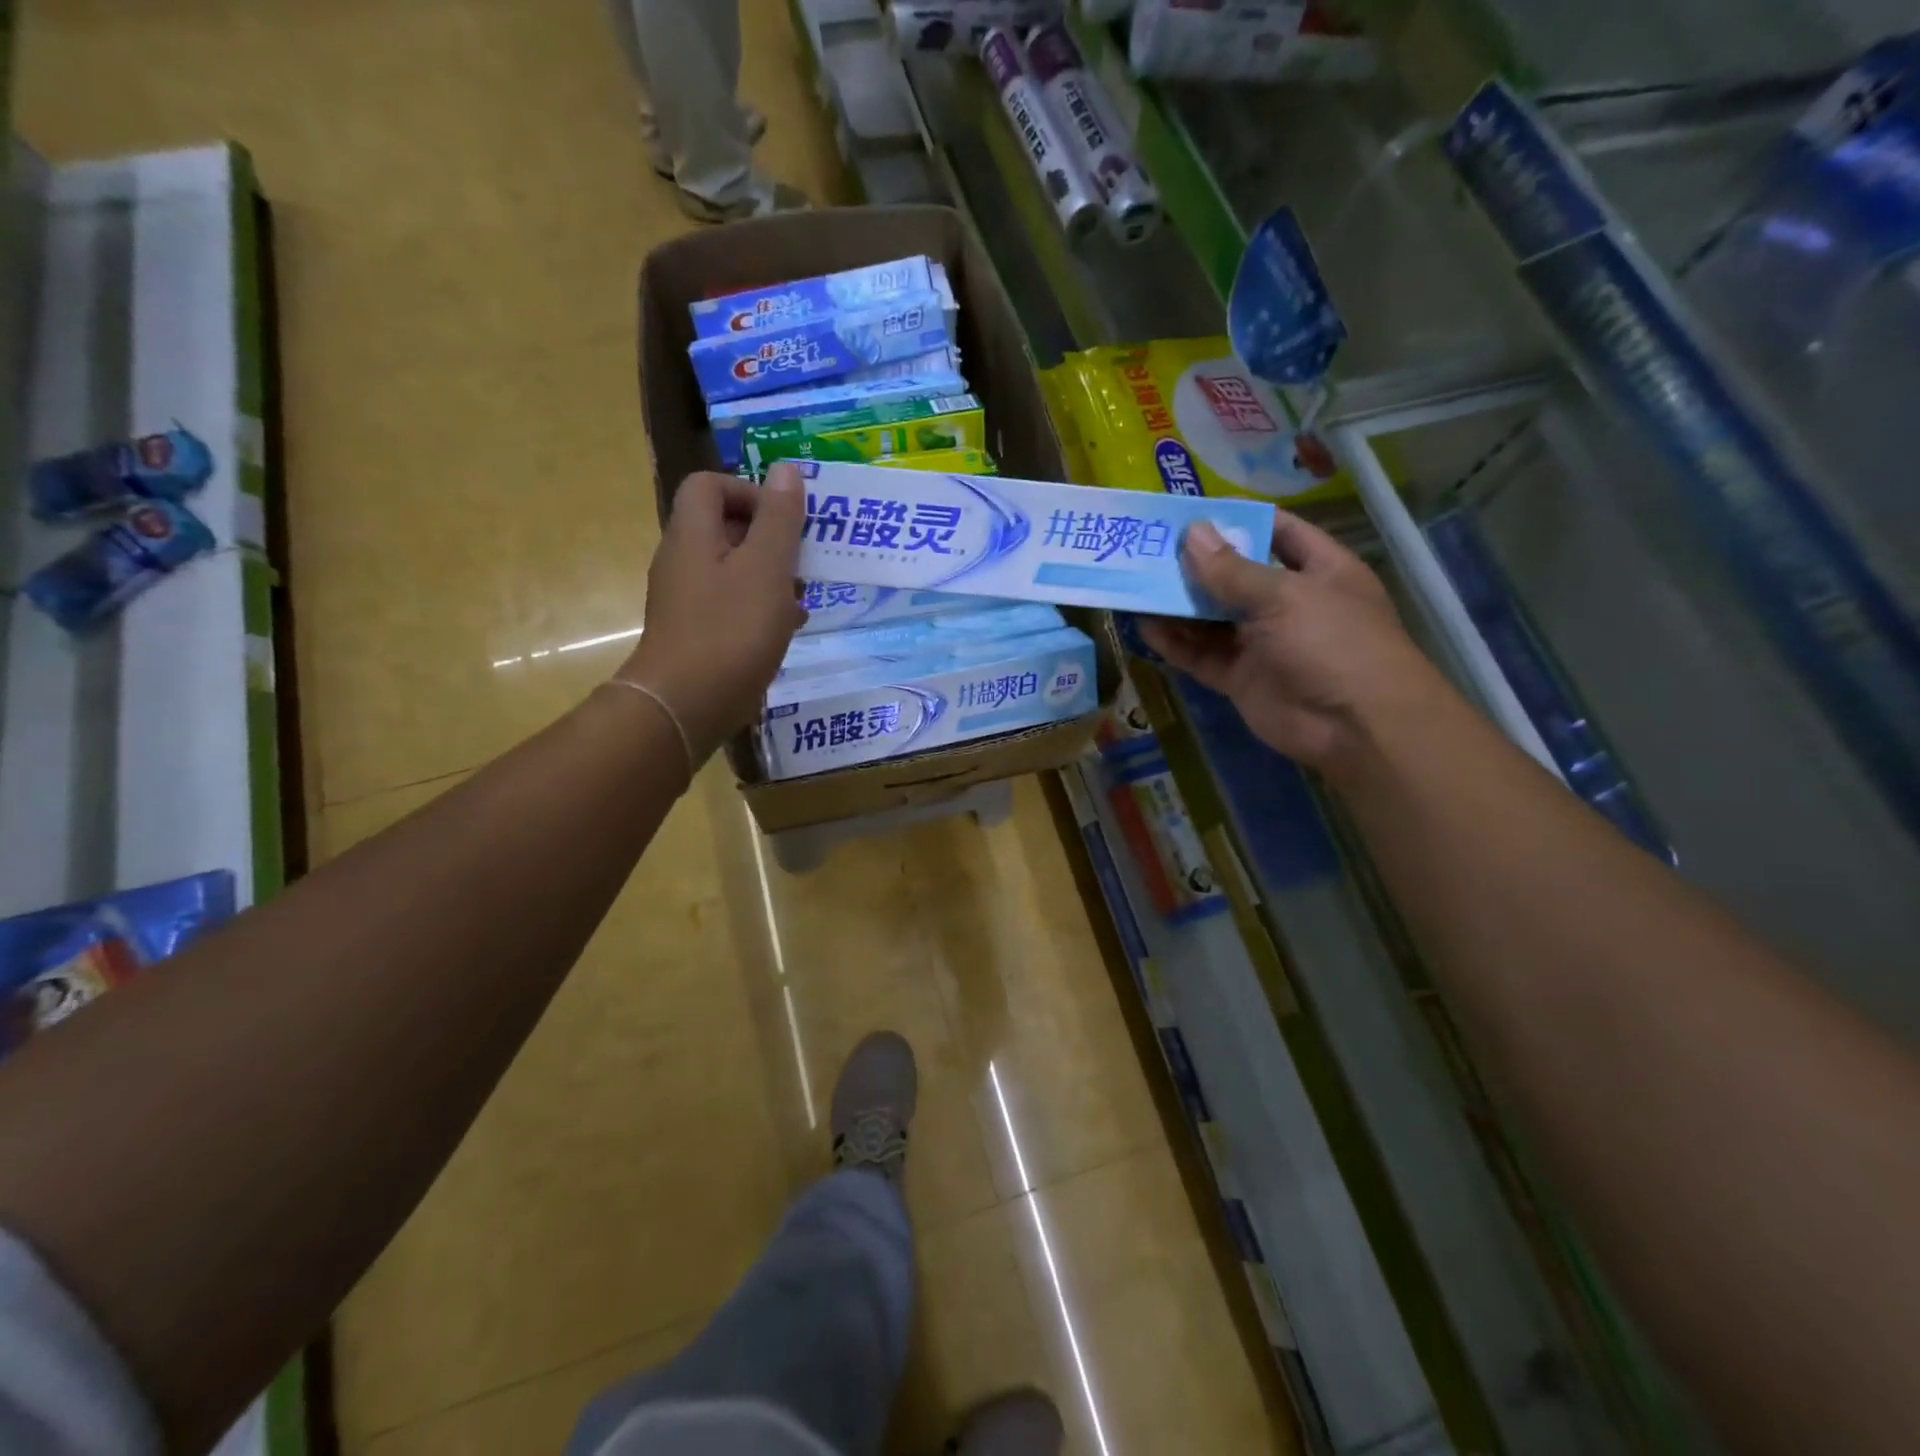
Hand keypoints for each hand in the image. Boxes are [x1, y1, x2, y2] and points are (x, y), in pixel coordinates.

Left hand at [616, 462, 807, 762]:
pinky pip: (731, 606)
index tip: (785, 520)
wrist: (687, 704)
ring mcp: (687, 601)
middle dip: (769, 538)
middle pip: (724, 528)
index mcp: (693, 535)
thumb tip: (786, 469)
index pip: (709, 485)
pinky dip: (760, 608)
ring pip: (732, 570)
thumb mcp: (767, 568)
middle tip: (803, 560)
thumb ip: (779, 518)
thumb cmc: (731, 629)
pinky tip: (787, 628)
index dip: (749, 491)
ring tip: (802, 597)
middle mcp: (683, 561)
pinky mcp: (696, 634)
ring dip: (770, 576)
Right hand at [1139, 512, 1442, 772]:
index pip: (1278, 531)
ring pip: (1213, 618)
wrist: (1355, 727)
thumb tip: (1192, 534)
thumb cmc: (1333, 643)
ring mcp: (1263, 643)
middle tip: (1150, 547)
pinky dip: (1176, 643)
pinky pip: (1203, 655)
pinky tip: (1146, 626)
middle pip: (1237, 575)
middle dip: (1197, 563)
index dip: (1239, 520)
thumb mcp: (1284, 596)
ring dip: (1180, 603)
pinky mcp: (1241, 678)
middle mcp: (1290, 603)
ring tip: (1138, 583)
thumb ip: (1232, 570)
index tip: (1192, 513)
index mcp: (1318, 570)